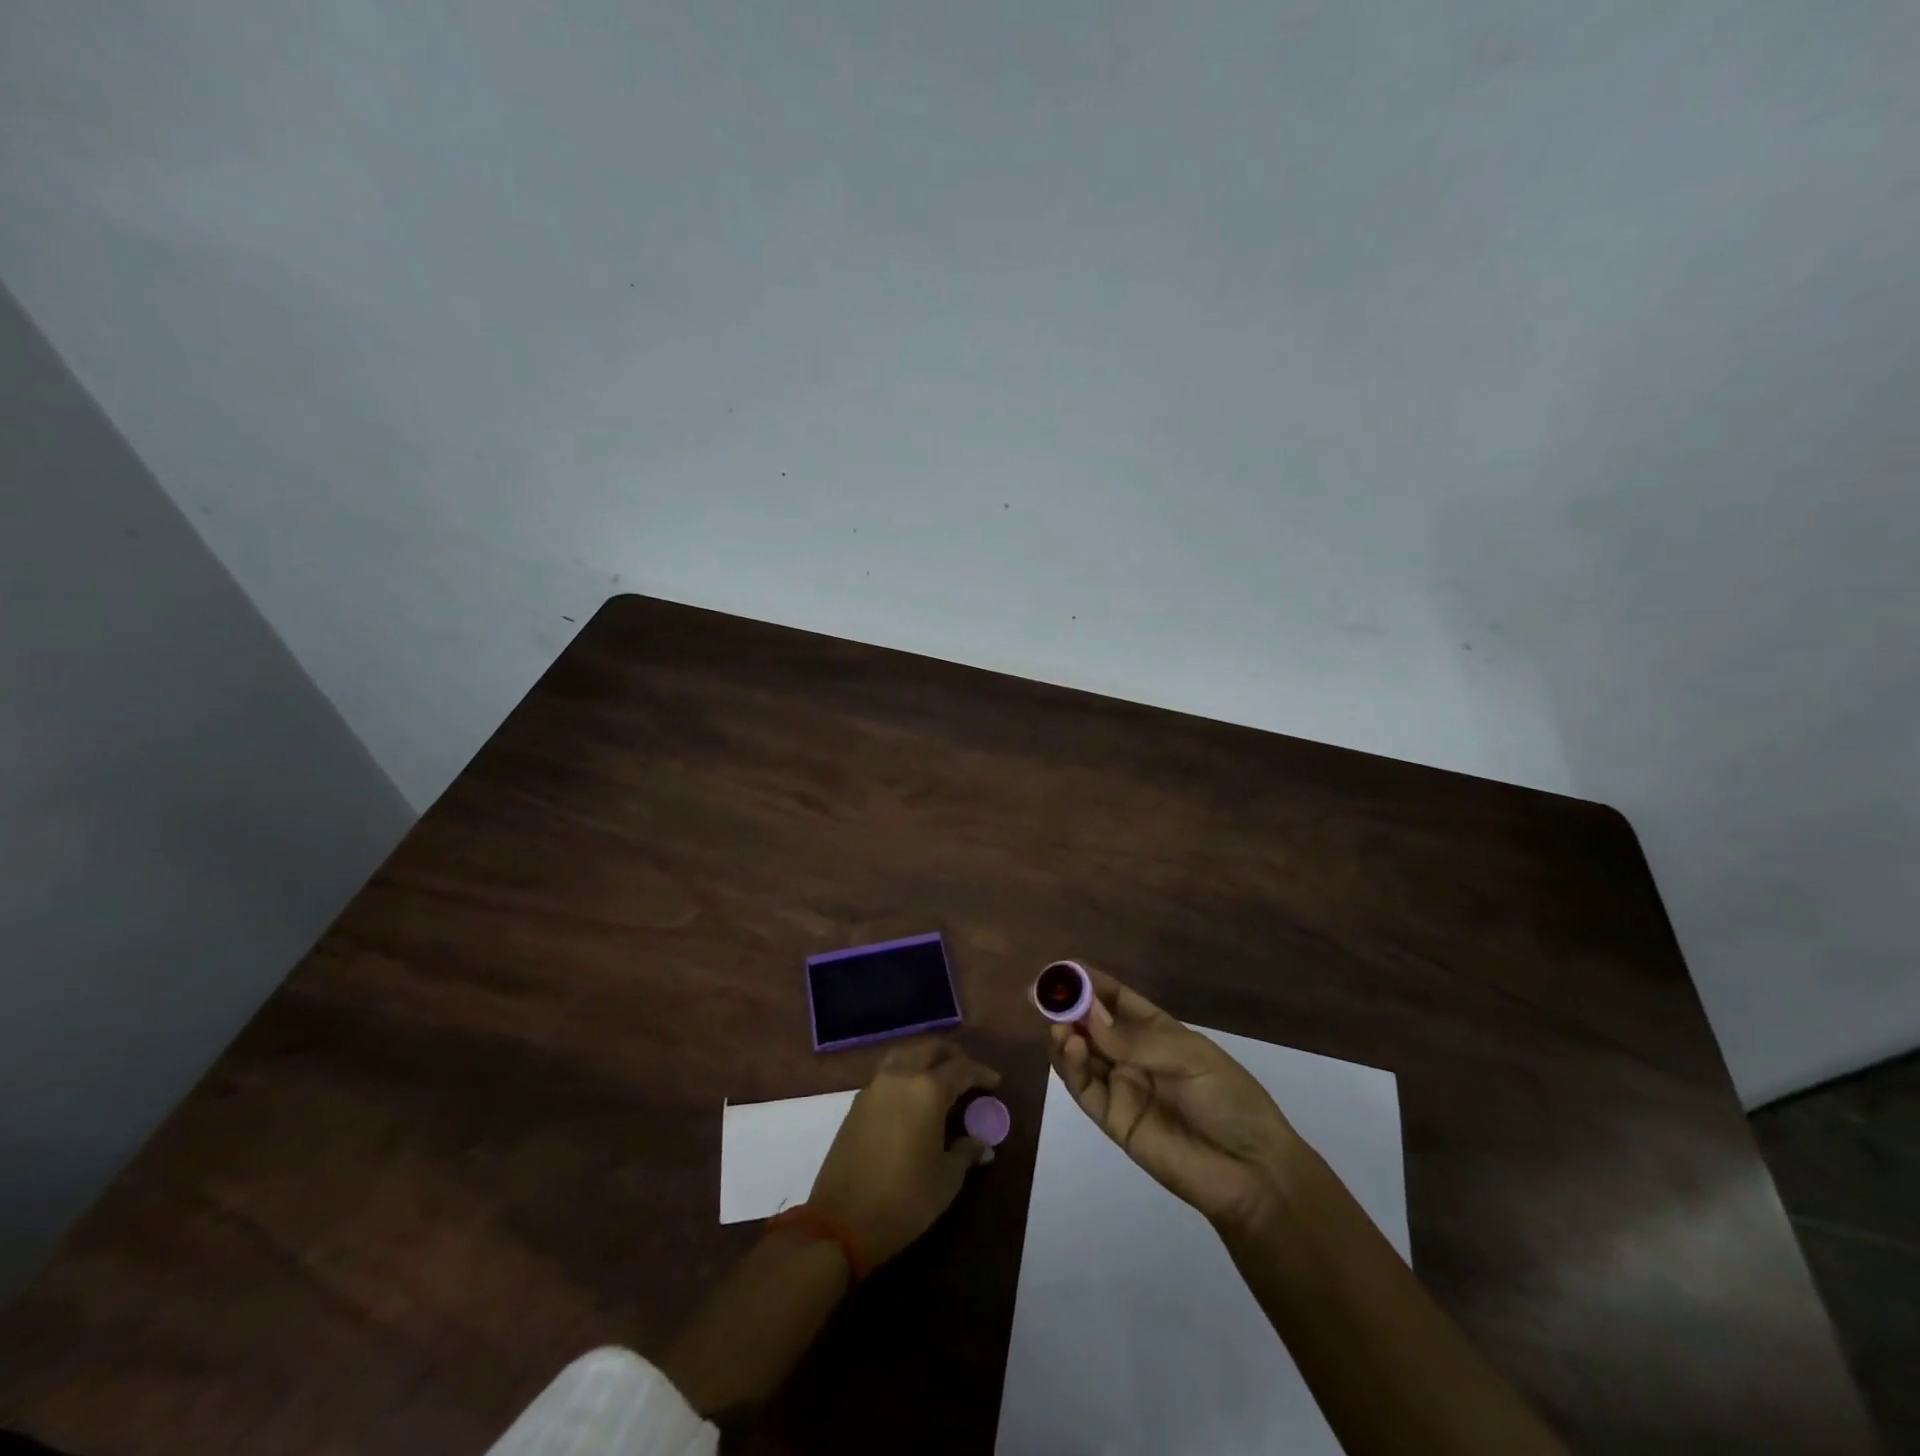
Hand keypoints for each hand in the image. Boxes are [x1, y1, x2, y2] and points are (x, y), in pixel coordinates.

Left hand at [808, 1039, 998, 1267]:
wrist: (841, 1220)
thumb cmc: (904, 1199)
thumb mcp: (946, 1179)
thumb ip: (966, 1152)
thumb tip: (980, 1142)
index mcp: (927, 1089)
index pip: (961, 1068)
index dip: (981, 1073)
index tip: (995, 1082)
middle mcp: (901, 1077)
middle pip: (930, 1049)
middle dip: (952, 1056)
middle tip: (968, 1074)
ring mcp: (875, 1087)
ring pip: (904, 1054)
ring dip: (925, 1058)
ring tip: (940, 1078)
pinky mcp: (857, 1103)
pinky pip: (887, 1073)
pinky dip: (905, 1073)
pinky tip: (912, 1097)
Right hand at [1047, 964, 1301, 1233]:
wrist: (1251, 1172)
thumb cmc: (1229, 1100)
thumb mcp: (1191, 1057)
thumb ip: (1136, 1039)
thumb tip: (1088, 1012)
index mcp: (1157, 1031)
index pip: (1116, 999)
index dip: (1089, 983)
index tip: (1061, 970)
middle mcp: (1133, 1054)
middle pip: (1091, 1024)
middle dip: (1067, 1007)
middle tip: (1041, 994)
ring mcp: (1121, 1086)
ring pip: (1081, 1055)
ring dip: (1065, 1035)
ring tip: (1060, 1026)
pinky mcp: (1112, 1119)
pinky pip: (1084, 1088)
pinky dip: (1071, 1066)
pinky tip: (1070, 1046)